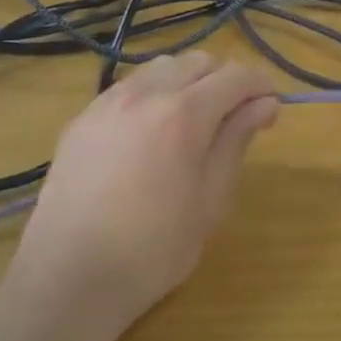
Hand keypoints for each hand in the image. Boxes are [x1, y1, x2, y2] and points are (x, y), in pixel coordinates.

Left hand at [11, 53, 278, 335]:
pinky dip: (152, 95)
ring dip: (187, 83)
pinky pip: (128, 88)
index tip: (270, 111)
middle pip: (197, 61)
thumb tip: (264, 104)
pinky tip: (151, 134)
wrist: (70, 278)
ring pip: (160, 69)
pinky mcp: (80, 120)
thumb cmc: (155, 248)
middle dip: (224, 80)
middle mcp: (144, 94)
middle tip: (235, 119)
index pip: (235, 76)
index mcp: (183, 114)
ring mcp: (106, 104)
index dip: (260, 87)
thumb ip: (236, 141)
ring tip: (193, 123)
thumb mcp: (211, 199)